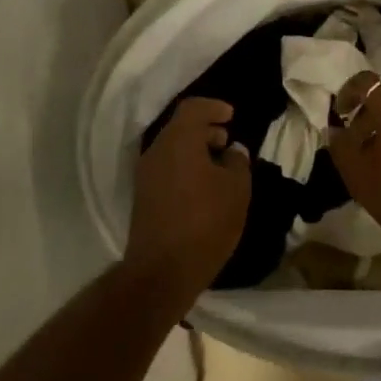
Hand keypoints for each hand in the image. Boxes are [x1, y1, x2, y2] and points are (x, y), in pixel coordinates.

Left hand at [125, 98, 251, 304]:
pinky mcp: (143, 198)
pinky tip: (204, 189)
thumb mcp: (236, 190)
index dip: (214, 107)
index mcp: (178, 141)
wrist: (161, 272)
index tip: (231, 117)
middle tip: (228, 143)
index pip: (193, 108)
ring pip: (173, 150)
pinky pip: (167, 169)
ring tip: (220, 169)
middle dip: (206, 130)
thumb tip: (232, 151)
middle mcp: (156, 152)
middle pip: (180, 128)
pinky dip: (186, 168)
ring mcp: (145, 176)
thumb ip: (238, 163)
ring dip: (196, 152)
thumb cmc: (205, 222)